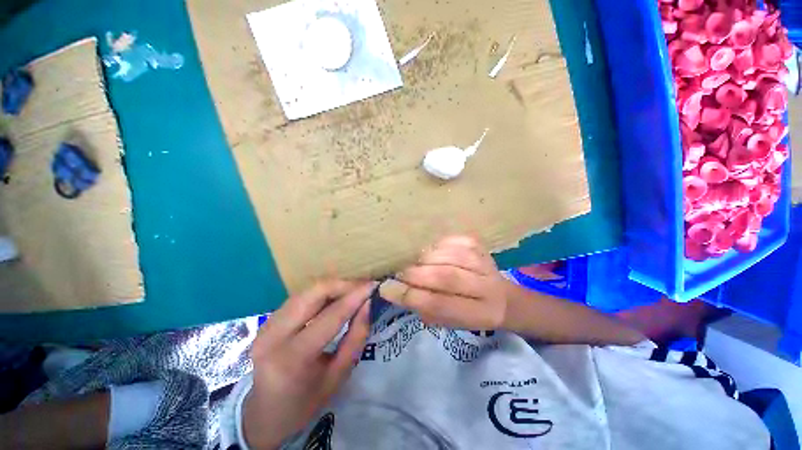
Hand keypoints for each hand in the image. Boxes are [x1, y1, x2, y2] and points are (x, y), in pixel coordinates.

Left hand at [244, 280, 373, 449]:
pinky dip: (322, 293)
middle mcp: (274, 334)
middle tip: (364, 287)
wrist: (263, 414)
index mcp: (292, 357)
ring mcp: (267, 324)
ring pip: (308, 289)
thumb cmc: (305, 402)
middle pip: (315, 291)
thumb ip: (356, 337)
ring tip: (353, 292)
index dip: (355, 296)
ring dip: (334, 287)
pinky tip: (335, 298)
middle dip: (344, 285)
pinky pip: (301, 296)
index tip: (374, 285)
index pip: (331, 315)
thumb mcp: (339, 376)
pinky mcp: (268, 319)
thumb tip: (368, 304)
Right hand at [381, 235, 508, 329]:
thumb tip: (394, 289)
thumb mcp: (448, 322)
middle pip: (446, 277)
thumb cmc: (470, 313)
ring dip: (424, 259)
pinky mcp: (479, 246)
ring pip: (448, 256)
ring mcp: (484, 261)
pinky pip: (452, 240)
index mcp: (479, 314)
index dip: (411, 295)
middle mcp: (486, 286)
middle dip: (415, 274)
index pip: (441, 304)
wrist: (502, 298)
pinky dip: (436, 245)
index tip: (387, 289)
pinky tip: (430, 252)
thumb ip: (424, 308)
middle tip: (398, 274)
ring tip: (413, 264)